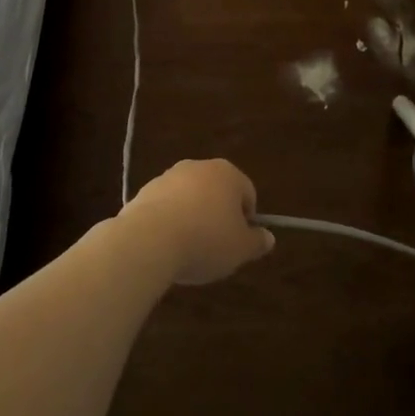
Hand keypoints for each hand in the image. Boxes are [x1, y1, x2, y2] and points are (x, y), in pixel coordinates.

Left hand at [120, 158, 275, 285]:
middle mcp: (199, 166)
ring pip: (190, 198)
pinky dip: (169, 221)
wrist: (150, 239)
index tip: (238, 243)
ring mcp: (169, 176)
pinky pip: (166, 207)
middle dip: (218, 216)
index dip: (247, 220)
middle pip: (217, 192)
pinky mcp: (145, 190)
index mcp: (227, 173)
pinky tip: (166, 245)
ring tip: (188, 249)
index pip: (247, 193)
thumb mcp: (240, 249)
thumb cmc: (206, 240)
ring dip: (192, 218)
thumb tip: (269, 238)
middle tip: (215, 247)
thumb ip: (257, 242)